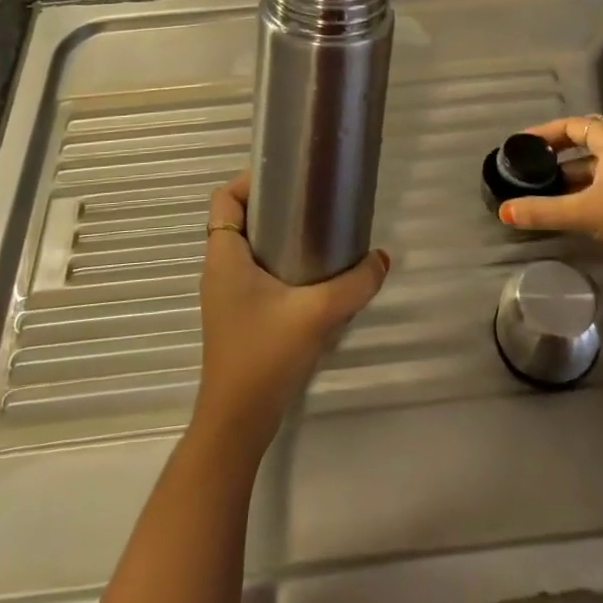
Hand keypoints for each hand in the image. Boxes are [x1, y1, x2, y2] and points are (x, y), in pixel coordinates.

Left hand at [193, 172, 388, 458]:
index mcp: (224, 256)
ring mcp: (227, 294)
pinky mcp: (238, 315)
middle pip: (240, 219)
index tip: (289, 179)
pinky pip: (256, 272)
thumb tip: (382, 258)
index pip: (225, 198)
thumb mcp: (317, 314)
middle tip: (314, 203)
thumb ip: (355, 284)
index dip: (250, 180)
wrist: (238, 423)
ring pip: (249, 247)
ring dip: (279, 237)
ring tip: (320, 234)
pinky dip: (280, 264)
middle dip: (274, 206)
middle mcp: (220, 269)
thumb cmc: (264, 356)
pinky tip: (314, 278)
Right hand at [498, 116, 602, 271]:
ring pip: (597, 164)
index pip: (571, 125)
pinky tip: (572, 206)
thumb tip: (503, 212)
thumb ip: (543, 211)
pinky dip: (587, 187)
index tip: (521, 146)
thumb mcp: (585, 213)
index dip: (544, 134)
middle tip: (530, 167)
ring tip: (544, 190)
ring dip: (571, 175)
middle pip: (584, 142)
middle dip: (556, 155)